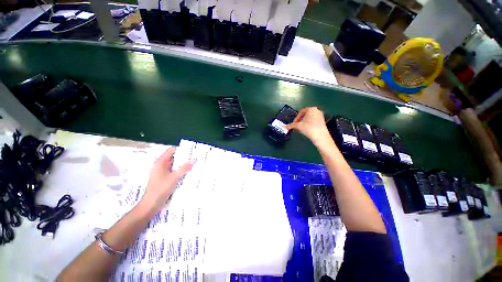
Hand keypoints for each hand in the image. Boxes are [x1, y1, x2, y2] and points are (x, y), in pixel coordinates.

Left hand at [140, 147, 195, 212]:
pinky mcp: (164, 178)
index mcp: (160, 162)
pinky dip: (180, 170)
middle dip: (184, 157)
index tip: (191, 150)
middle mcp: (161, 166)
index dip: (181, 149)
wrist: (150, 205)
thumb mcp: (174, 177)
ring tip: (194, 164)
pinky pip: (174, 171)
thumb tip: (194, 159)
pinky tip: (188, 172)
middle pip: (173, 157)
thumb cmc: (160, 189)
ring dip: (183, 164)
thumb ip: (185, 168)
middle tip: (195, 157)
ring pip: (174, 165)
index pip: (171, 151)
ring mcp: (162, 172)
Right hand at [286, 107, 331, 145]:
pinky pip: (313, 122)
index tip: (294, 124)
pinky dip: (308, 125)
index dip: (296, 118)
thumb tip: (285, 127)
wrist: (320, 136)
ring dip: (303, 124)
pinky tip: (306, 131)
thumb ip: (291, 125)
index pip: (300, 112)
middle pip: (305, 115)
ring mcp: (320, 116)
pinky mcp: (322, 122)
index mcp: (311, 109)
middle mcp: (316, 111)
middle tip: (296, 127)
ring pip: (308, 119)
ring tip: (300, 130)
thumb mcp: (298, 126)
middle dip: (299, 121)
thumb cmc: (309, 128)